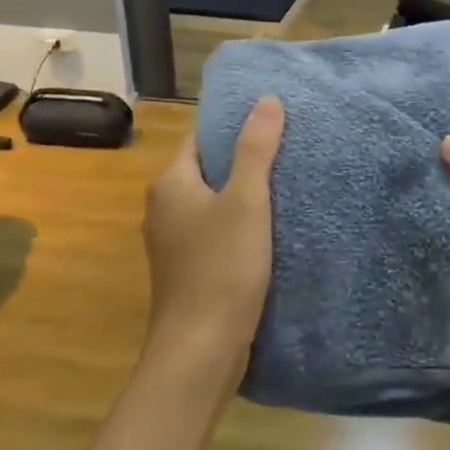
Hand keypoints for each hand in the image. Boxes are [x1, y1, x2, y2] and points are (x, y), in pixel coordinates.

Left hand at [143, 97, 285, 381]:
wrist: (200, 350)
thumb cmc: (221, 268)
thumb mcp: (246, 201)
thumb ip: (255, 149)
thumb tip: (266, 99)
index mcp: (170, 183)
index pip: (200, 137)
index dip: (233, 125)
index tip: (271, 120)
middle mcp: (162, 207)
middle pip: (206, 168)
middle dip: (242, 159)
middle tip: (287, 149)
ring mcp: (171, 241)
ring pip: (211, 202)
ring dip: (241, 193)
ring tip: (285, 183)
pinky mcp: (186, 269)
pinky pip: (213, 231)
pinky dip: (237, 224)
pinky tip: (268, 228)